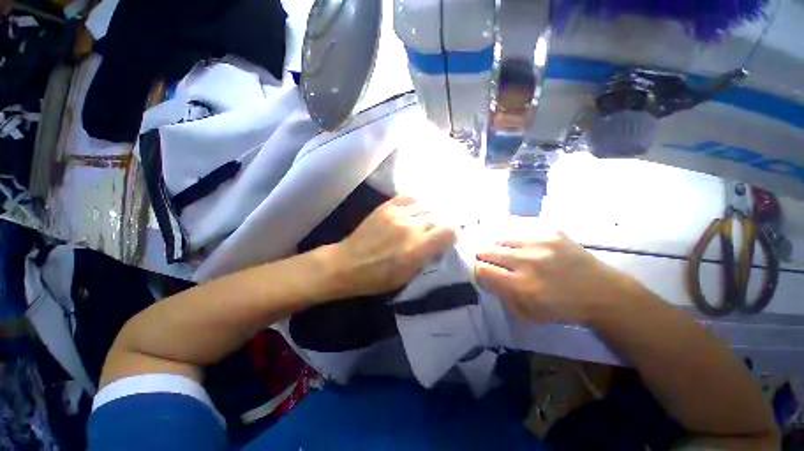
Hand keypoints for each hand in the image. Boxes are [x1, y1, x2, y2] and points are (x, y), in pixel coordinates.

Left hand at [325, 196, 457, 298]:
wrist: (346, 264)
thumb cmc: (377, 277)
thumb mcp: (407, 277)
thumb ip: (427, 259)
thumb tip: (441, 244)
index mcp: (417, 249)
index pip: (450, 230)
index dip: (458, 229)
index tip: (460, 231)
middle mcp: (411, 228)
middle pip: (441, 215)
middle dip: (451, 217)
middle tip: (454, 219)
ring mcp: (397, 214)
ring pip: (428, 204)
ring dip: (437, 209)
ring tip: (439, 212)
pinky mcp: (386, 207)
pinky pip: (410, 196)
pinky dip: (420, 200)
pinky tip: (422, 205)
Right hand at [475, 230, 631, 323]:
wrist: (602, 292)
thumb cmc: (562, 309)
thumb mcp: (528, 315)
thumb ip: (502, 297)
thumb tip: (485, 278)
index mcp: (521, 286)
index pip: (482, 270)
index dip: (477, 269)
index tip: (480, 270)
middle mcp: (526, 261)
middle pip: (485, 250)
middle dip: (481, 255)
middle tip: (485, 258)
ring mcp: (539, 243)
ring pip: (498, 237)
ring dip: (495, 244)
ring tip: (500, 248)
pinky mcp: (550, 231)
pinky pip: (518, 229)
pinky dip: (511, 236)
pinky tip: (516, 241)